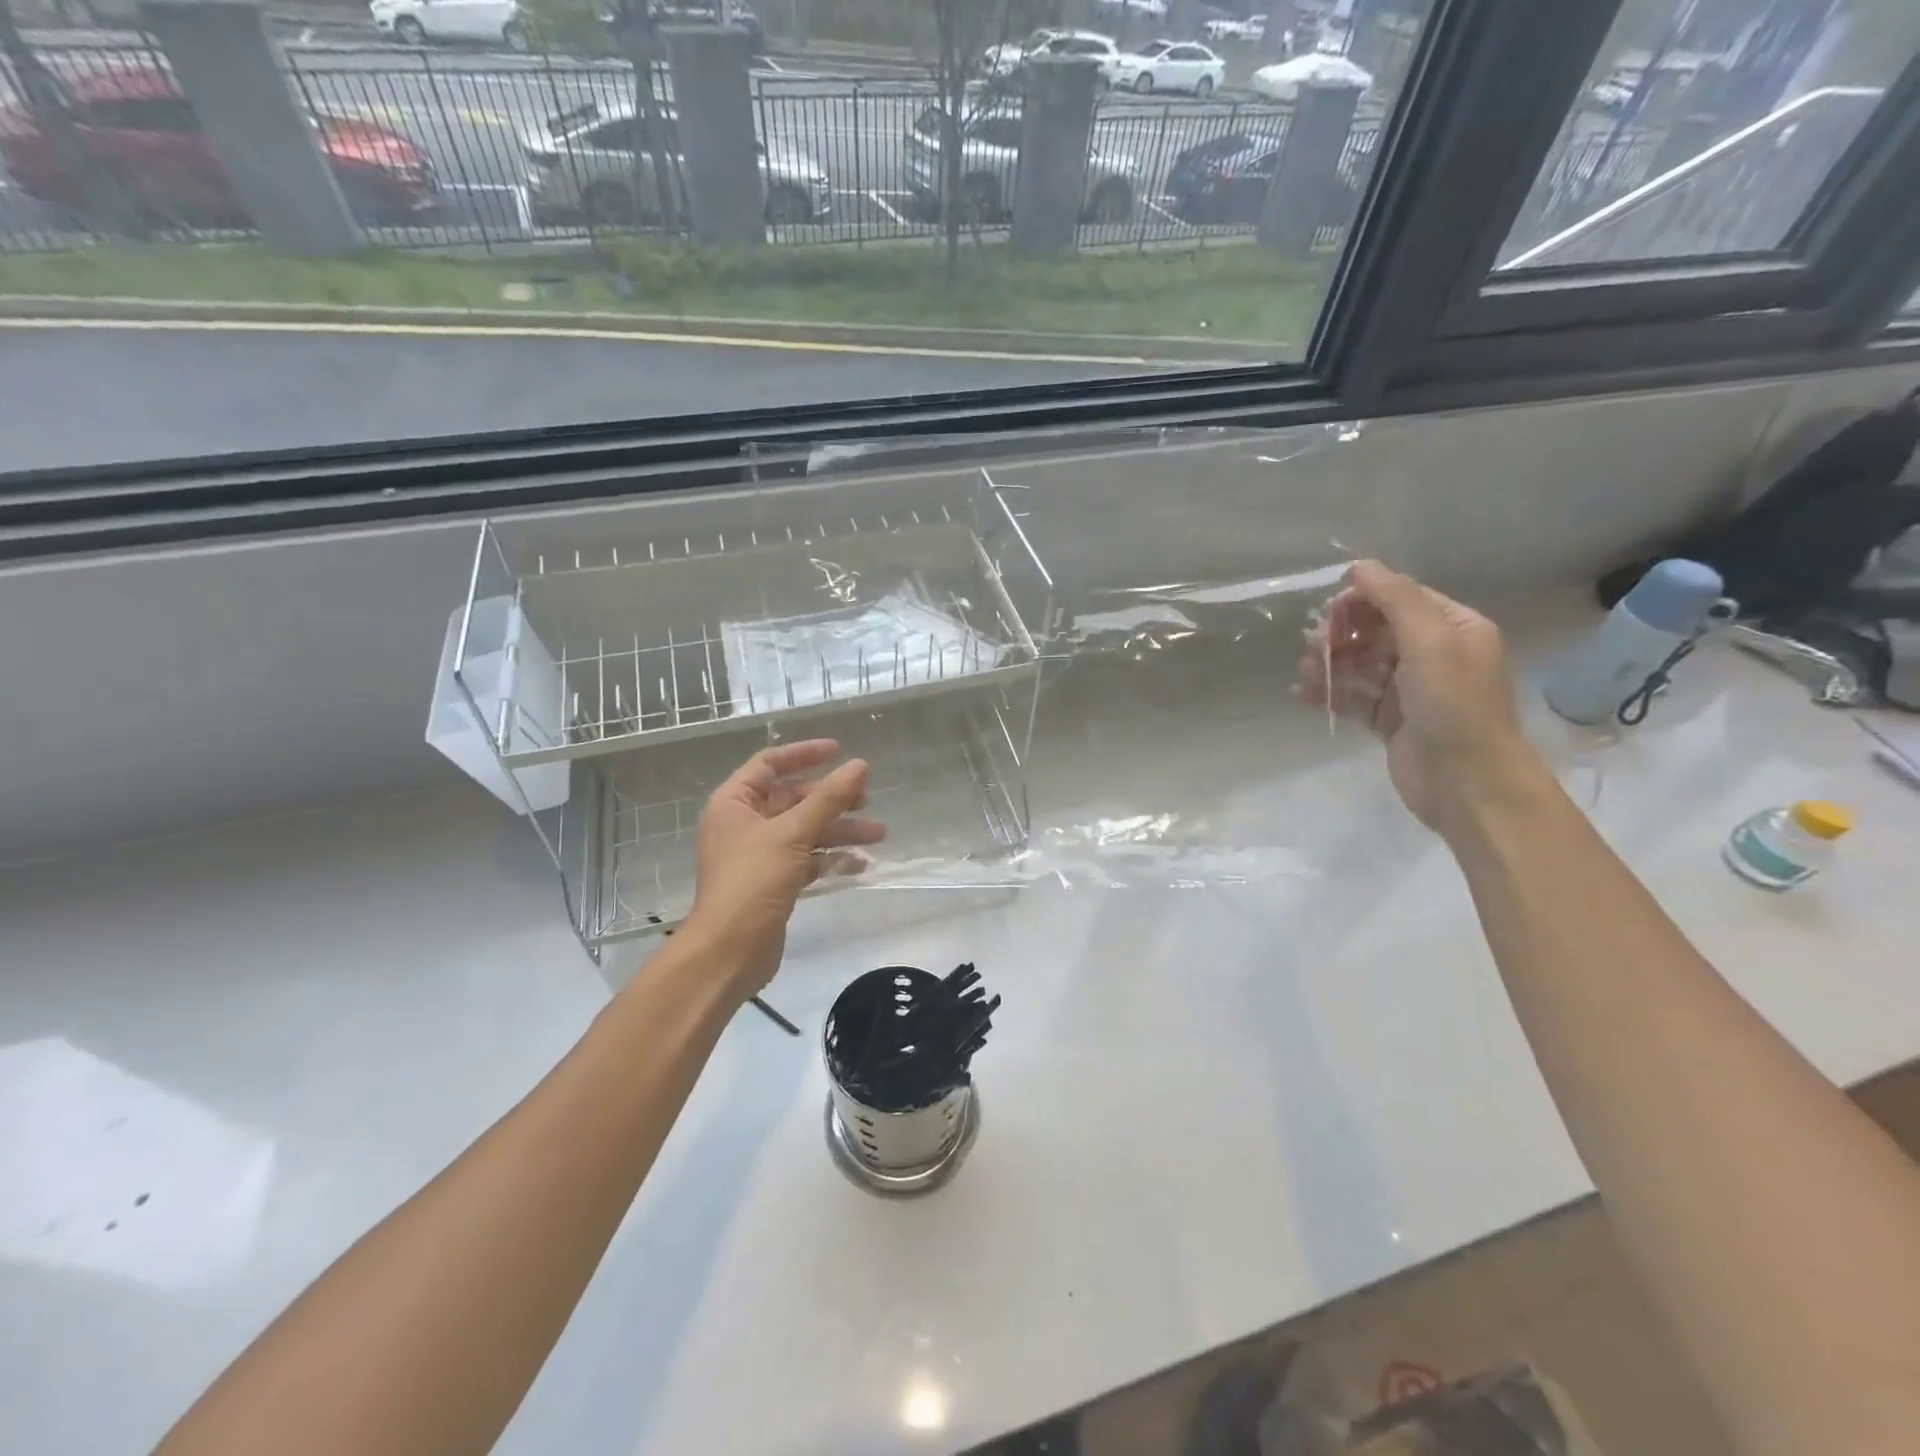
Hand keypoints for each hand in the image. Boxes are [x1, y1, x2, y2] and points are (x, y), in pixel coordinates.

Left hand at [684, 740, 885, 1001]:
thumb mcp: (793, 834)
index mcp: (735, 803)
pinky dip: (831, 859)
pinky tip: (861, 864)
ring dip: (840, 830)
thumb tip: (860, 765)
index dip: (805, 755)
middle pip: (794, 799)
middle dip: (833, 800)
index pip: (770, 764)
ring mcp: (759, 854)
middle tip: (867, 800)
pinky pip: (807, 859)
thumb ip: (828, 798)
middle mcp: (744, 823)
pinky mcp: (774, 882)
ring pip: (806, 831)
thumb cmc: (752, 882)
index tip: (840, 751)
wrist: (729, 952)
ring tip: (878, 834)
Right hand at [1299, 561, 1540, 832]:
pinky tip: (1304, 693)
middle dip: (1342, 633)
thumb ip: (1395, 599)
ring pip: (1360, 664)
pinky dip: (1329, 693)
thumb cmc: (1452, 704)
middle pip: (1376, 630)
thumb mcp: (1429, 641)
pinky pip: (1353, 696)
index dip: (1363, 599)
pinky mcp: (1390, 720)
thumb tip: (1359, 565)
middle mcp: (1433, 654)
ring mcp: (1410, 689)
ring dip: (1330, 663)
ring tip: (1305, 671)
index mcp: (1453, 628)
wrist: (1466, 781)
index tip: (1329, 612)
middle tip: (1315, 644)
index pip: (1401, 598)